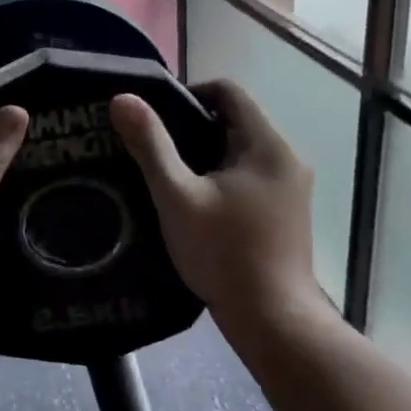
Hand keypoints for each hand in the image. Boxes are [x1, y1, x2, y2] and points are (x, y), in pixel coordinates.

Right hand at [110, 81, 328, 340]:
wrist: (272, 318)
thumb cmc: (223, 252)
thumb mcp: (176, 196)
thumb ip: (150, 145)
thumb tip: (122, 98)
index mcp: (267, 145)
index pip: (228, 92)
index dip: (187, 93)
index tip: (153, 117)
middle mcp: (286, 159)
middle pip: (233, 121)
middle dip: (190, 127)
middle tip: (150, 147)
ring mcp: (289, 188)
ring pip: (239, 151)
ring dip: (203, 155)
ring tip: (164, 175)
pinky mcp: (285, 213)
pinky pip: (247, 177)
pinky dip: (218, 178)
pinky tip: (191, 203)